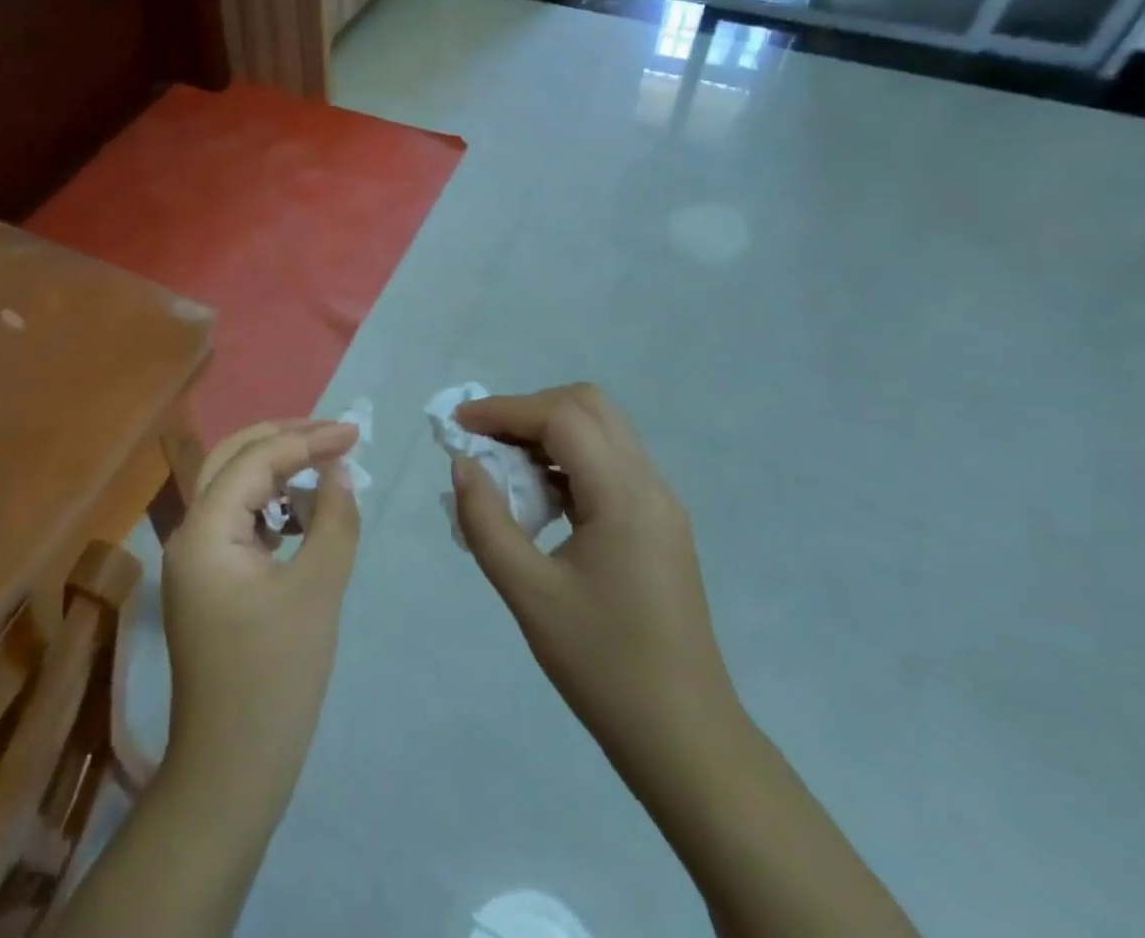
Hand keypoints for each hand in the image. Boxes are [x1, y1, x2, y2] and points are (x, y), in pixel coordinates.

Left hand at [161, 419, 360, 815]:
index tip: (354, 433)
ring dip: (277, 471)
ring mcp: (196, 560)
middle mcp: (190, 534)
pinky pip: (240, 522)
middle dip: (284, 441)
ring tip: (325, 467)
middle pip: (232, 460)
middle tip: (335, 435)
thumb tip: (340, 472)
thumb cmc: (275, 679)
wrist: (232, 773)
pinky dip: (272, 507)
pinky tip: (304, 515)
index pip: (254, 461)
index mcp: (204, 531)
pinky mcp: (211, 582)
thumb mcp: (316, 590)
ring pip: (234, 488)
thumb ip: (332, 519)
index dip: (306, 440)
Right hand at [450, 384, 736, 771]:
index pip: (562, 418)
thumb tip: (463, 465)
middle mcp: (650, 484)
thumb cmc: (604, 665)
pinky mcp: (659, 525)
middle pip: (589, 406)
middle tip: (485, 440)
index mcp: (624, 495)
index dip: (505, 410)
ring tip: (504, 467)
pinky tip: (540, 498)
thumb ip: (487, 522)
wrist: (685, 738)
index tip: (459, 426)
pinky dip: (569, 459)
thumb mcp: (529, 595)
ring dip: (550, 432)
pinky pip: (611, 464)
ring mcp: (660, 504)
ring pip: (603, 431)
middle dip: (530, 410)